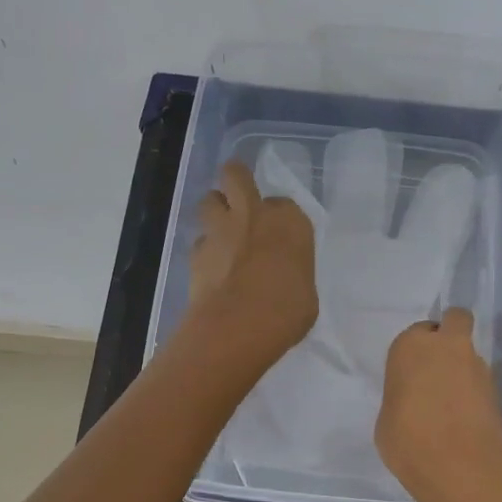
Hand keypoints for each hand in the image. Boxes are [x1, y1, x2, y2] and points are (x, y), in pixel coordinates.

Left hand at [187, 161, 318, 364]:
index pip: (284, 204)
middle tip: (238, 195)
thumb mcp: (305, 292)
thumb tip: (282, 278)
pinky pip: (199, 240)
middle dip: (236, 180)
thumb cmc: (287, 310)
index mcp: (290, 221)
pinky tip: (211, 268)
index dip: (278, 217)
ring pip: (209, 200)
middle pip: (236, 175)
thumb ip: (292, 273)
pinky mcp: (196, 251)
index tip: (279, 233)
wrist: (238, 325)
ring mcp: (221, 230)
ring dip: (214, 210)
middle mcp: (254, 214)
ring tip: (221, 230)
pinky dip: (205, 249)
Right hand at [376, 308, 501, 501]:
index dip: (416, 351)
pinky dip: (473, 394)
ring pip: (471, 354)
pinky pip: (480, 383)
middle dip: (451, 333)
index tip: (412, 373)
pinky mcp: (497, 390)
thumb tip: (414, 402)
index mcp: (411, 346)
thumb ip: (402, 397)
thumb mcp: (387, 418)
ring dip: (463, 370)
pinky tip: (462, 421)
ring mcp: (477, 367)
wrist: (457, 465)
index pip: (417, 332)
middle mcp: (447, 346)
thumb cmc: (407, 439)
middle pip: (456, 321)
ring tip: (450, 405)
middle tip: (438, 365)